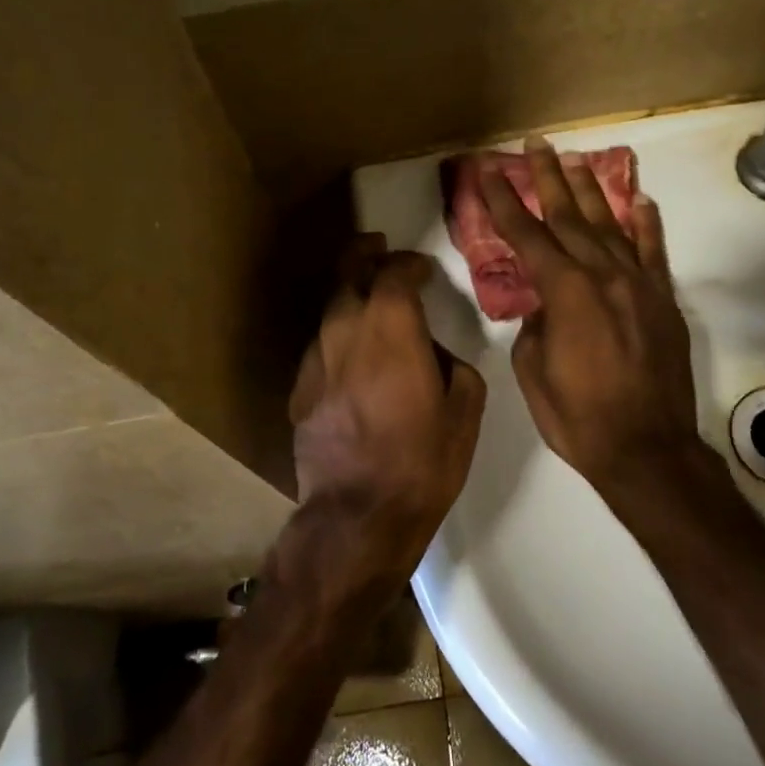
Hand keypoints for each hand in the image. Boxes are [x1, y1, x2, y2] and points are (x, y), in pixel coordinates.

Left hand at [289, 238, 486, 561]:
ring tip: (368, 301)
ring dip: (351, 296)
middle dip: (365, 255)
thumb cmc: (422, 462)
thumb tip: (435, 353)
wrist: (358, 515)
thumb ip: (455, 366)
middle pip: (348, 274)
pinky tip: (351, 355)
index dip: (409, 263)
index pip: (394, 273)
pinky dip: (338, 336)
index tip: (422, 269)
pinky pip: (320, 346)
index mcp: (392, 329)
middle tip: (380, 250)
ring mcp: (316, 359)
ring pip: (330, 309)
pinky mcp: (299, 388)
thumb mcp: (464, 412)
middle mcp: (346, 331)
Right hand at [480, 140, 702, 504]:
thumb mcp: (532, 372)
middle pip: (569, 216)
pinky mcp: (663, 301)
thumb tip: (545, 306)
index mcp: (565, 292)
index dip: (504, 201)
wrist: (648, 450)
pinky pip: (654, 252)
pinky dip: (646, 224)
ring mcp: (638, 284)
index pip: (527, 235)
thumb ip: (534, 326)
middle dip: (548, 178)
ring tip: (576, 159)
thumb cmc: (578, 418)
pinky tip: (640, 201)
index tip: (490, 170)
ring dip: (591, 190)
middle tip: (536, 144)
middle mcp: (603, 275)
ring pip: (611, 225)